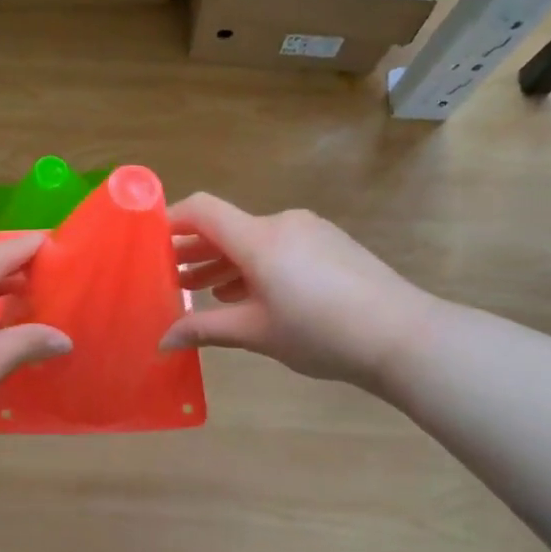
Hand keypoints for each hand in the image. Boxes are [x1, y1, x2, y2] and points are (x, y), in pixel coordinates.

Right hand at [159, 194, 436, 392]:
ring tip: (201, 290)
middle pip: (226, 227)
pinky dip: (255, 265)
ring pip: (253, 239)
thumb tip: (162, 341)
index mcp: (258, 238)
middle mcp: (282, 223)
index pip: (202, 210)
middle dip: (194, 250)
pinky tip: (246, 293)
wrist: (402, 336)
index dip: (170, 220)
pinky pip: (280, 246)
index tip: (148, 242)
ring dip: (224, 261)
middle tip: (167, 277)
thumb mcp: (255, 333)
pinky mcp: (331, 244)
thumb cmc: (319, 332)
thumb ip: (204, 330)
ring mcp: (310, 231)